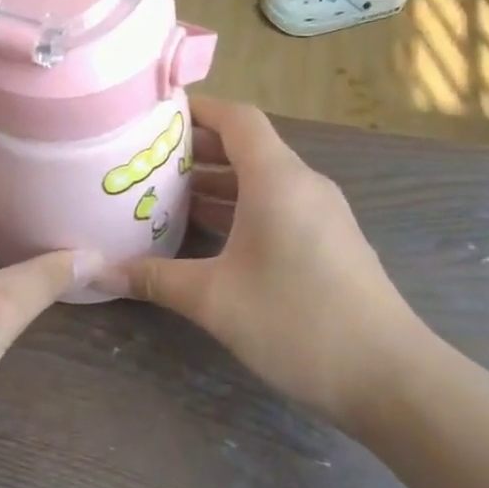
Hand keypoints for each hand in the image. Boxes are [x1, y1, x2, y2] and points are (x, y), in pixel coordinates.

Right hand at [110, 96, 439, 427]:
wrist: (390, 377)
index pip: (237, 118)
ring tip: (162, 196)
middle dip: (195, 150)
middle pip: (245, 147)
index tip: (153, 119)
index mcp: (277, 179)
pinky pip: (275, 207)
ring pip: (259, 181)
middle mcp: (301, 184)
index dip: (197, 110)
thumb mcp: (214, 300)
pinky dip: (238, 210)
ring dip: (214, 184)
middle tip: (144, 162)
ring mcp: (319, 214)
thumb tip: (99, 272)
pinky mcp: (327, 241)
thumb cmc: (297, 322)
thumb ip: (155, 279)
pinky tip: (203, 237)